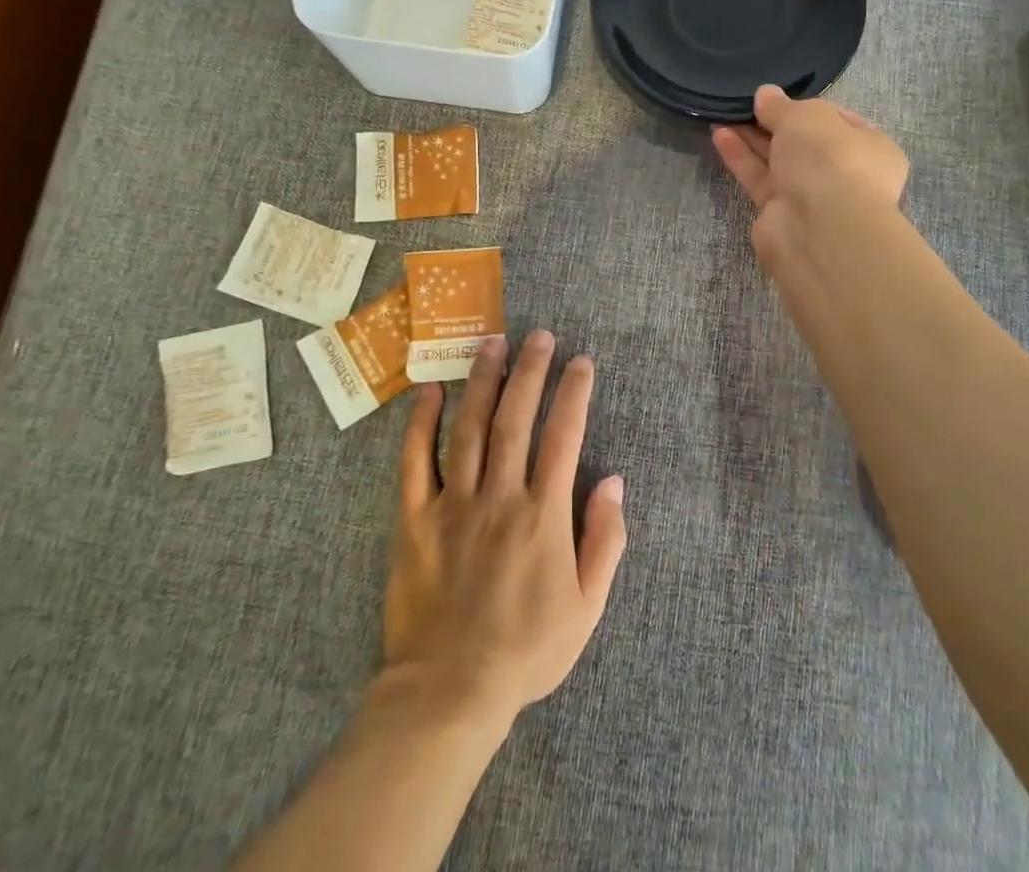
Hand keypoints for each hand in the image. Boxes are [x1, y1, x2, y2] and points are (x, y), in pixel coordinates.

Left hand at [384, 331, 627, 728]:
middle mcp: (498, 496)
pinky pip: (414, 462)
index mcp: (542, 513)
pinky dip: (421, 423)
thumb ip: (605, 540)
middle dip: (531, 371)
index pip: (564, 436)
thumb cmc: (526, 650)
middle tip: (539, 335)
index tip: (581, 361)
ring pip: (469, 428)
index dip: (574, 393)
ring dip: (482, 380)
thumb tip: (615, 480)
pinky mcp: (413, 520)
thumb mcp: (586, 606)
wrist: (449, 693)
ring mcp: (452, 504)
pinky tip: (429, 391)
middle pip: (516, 418)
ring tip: (492, 343)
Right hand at [712, 85, 908, 268]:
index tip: (777, 97)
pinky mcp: (781, 214)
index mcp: (869, 147)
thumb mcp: (805, 116)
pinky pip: (760, 179)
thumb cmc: (828, 159)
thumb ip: (781, 105)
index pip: (837, 120)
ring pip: (778, 161)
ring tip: (723, 113)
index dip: (806, 106)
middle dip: (773, 123)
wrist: (820, 228)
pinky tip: (719, 135)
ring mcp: (812, 197)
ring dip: (752, 138)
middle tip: (744, 104)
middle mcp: (844, 173)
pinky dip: (741, 158)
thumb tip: (765, 94)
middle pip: (803, 142)